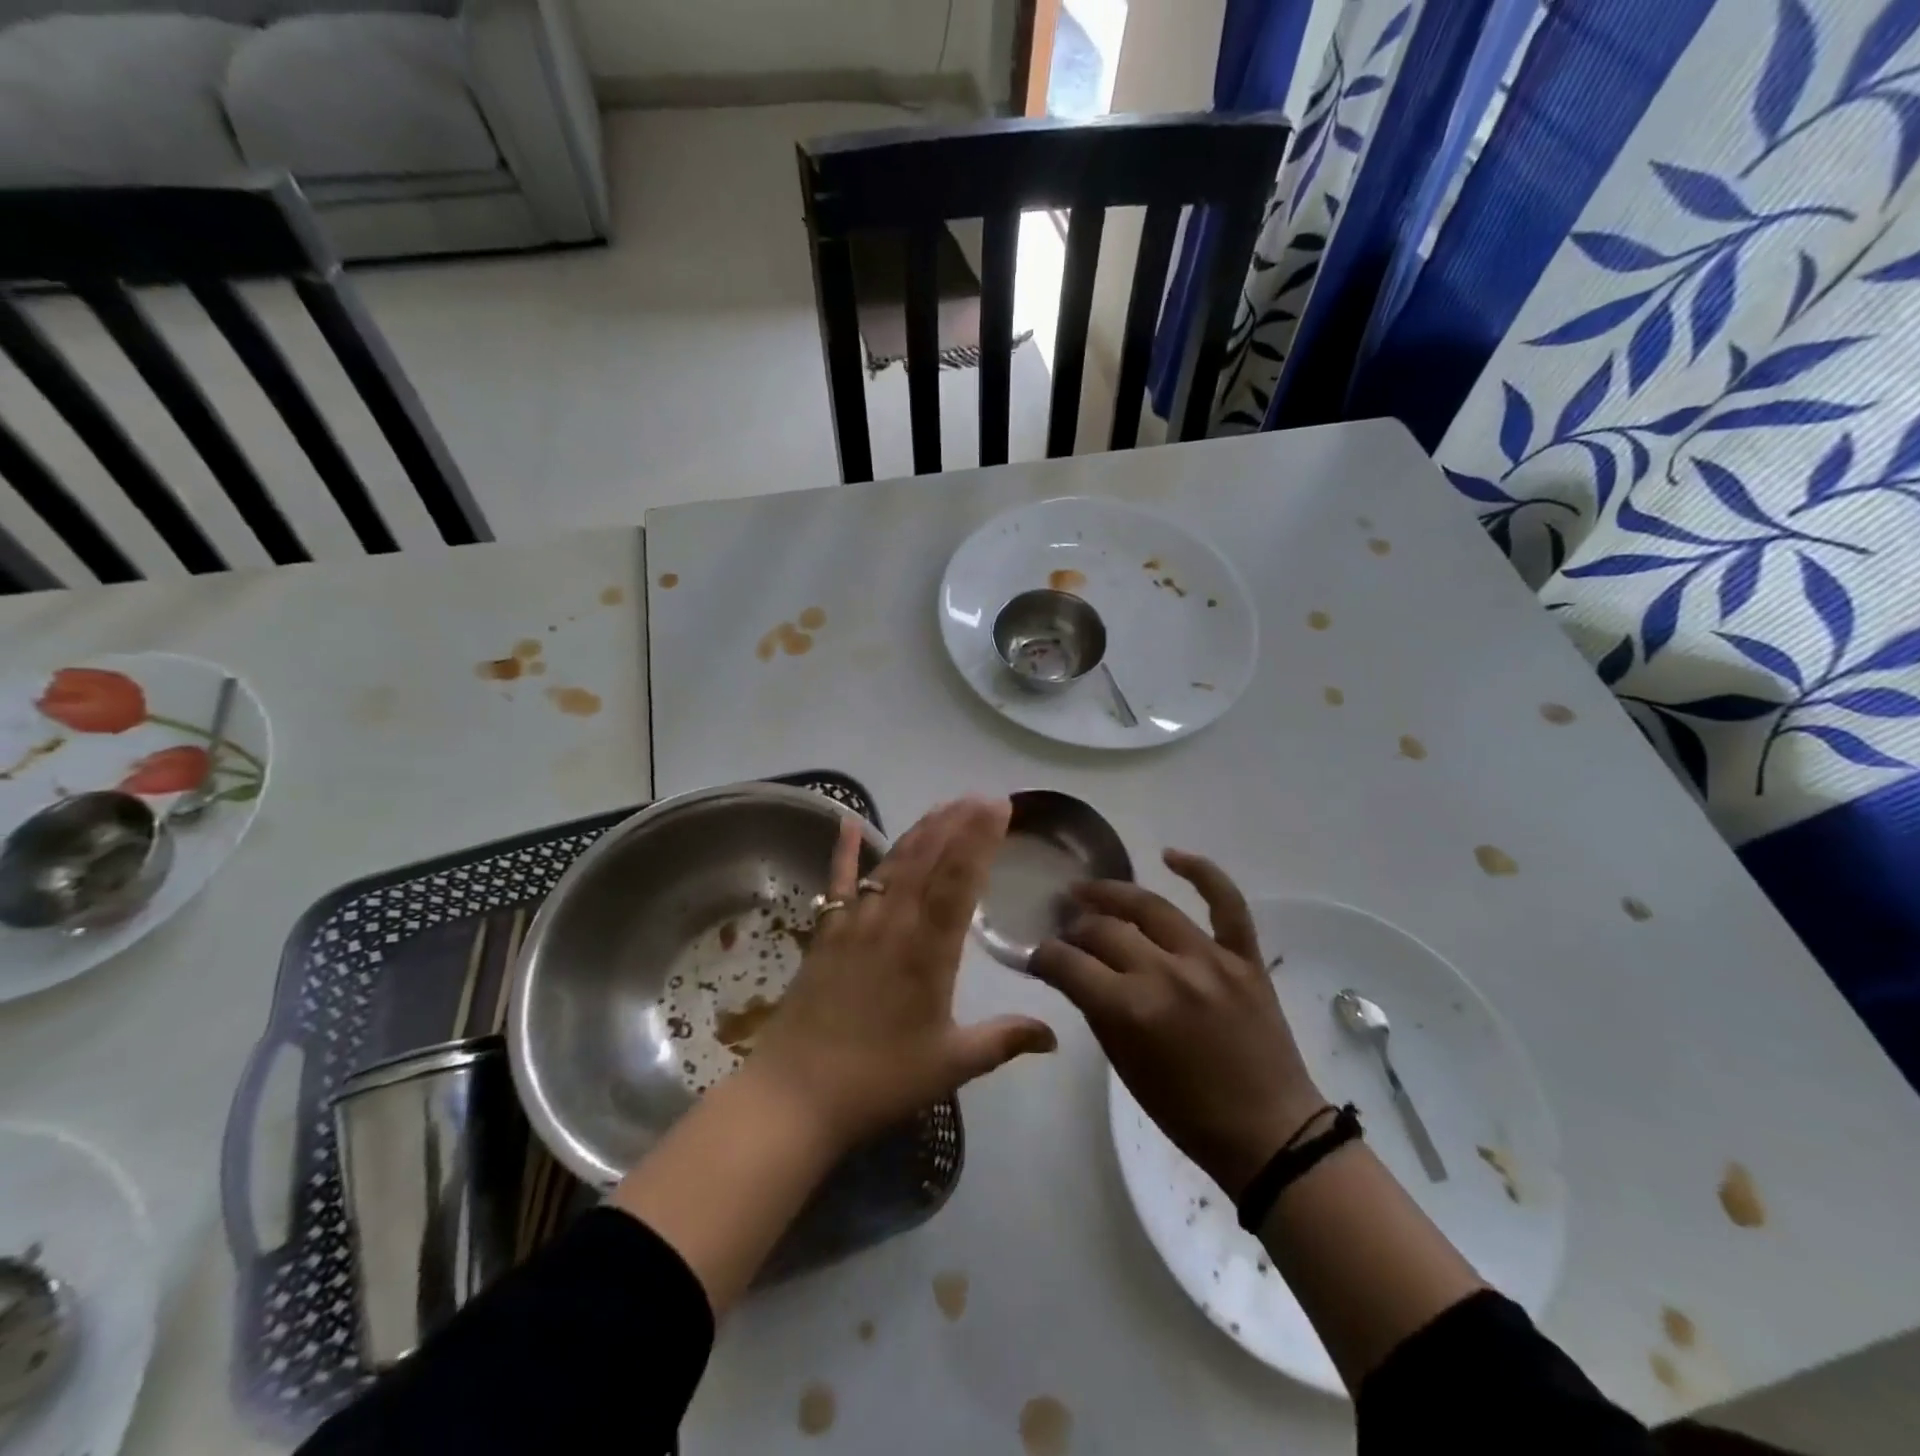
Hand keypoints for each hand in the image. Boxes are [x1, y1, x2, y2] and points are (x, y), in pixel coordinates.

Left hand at [748, 797, 1057, 1150]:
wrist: (797, 1096)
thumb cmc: (880, 1080)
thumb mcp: (951, 1064)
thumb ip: (1004, 1041)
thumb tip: (1055, 1036)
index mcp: (928, 952)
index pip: (959, 881)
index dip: (980, 839)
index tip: (998, 807)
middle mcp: (893, 925)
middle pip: (927, 861)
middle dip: (956, 823)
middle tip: (979, 796)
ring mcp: (855, 925)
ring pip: (892, 865)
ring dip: (919, 831)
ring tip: (943, 805)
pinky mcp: (826, 934)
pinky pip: (838, 884)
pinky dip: (845, 851)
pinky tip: (850, 822)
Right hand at [1029, 850, 1323, 1199]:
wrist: (1269, 1132)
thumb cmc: (1187, 1112)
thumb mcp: (1125, 1067)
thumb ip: (1096, 1010)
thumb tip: (1073, 971)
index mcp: (1131, 1009)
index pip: (1068, 963)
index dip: (1044, 955)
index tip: (1038, 955)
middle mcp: (1165, 973)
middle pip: (1104, 930)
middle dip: (1075, 929)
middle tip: (1066, 930)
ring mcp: (1209, 959)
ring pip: (1150, 906)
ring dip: (1112, 893)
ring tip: (1089, 890)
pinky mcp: (1245, 956)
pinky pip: (1226, 902)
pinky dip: (1201, 872)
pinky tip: (1171, 855)